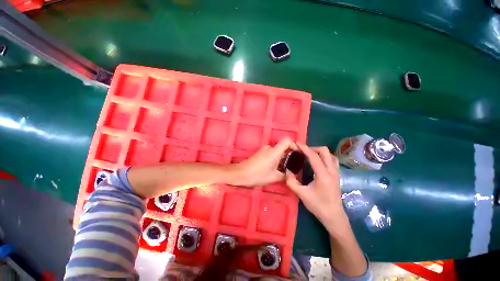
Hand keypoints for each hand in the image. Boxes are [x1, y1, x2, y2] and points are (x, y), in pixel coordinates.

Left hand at [230, 137, 296, 186]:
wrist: (240, 174)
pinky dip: (276, 160)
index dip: (294, 145)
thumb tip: (291, 174)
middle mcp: (270, 148)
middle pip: (283, 148)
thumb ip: (285, 175)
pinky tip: (274, 170)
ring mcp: (264, 150)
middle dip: (289, 157)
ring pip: (278, 152)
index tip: (297, 154)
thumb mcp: (274, 177)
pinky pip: (272, 154)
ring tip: (283, 171)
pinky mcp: (261, 153)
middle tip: (292, 168)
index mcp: (274, 151)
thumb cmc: (257, 175)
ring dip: (282, 160)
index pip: (287, 140)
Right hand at [286, 144, 343, 223]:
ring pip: (330, 154)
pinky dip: (324, 156)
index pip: (314, 156)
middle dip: (312, 148)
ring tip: (309, 155)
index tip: (297, 143)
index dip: (304, 148)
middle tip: (302, 151)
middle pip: (324, 151)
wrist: (334, 216)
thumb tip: (287, 170)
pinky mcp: (337, 174)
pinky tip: (317, 161)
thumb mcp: (301, 194)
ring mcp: (336, 172)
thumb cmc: (318, 205)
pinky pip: (332, 159)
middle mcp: (332, 171)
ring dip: (319, 151)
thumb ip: (291, 181)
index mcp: (323, 175)